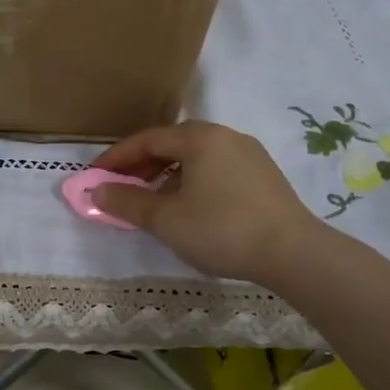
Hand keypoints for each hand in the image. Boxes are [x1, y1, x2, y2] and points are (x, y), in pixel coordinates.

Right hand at [91, 121, 319, 286]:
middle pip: (171, 144)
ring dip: (166, 175)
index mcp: (199, 138)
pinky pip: (215, 170)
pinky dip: (191, 182)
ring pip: (195, 158)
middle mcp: (224, 136)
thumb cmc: (221, 229)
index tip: (94, 177)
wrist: (295, 254)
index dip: (116, 158)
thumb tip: (96, 191)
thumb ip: (126, 201)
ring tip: (152, 202)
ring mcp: (248, 154)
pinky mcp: (264, 176)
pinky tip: (189, 208)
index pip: (146, 140)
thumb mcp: (165, 219)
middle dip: (140, 166)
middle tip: (120, 188)